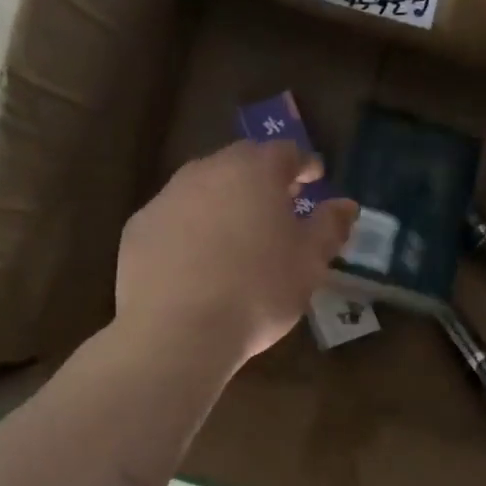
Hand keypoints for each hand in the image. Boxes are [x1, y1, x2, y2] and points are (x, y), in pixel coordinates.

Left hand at [117, 141, 357, 367]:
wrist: (177, 332)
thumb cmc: (257, 292)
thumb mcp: (309, 264)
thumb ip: (330, 227)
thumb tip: (346, 204)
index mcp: (254, 171)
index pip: (286, 152)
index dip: (304, 165)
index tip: (314, 181)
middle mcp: (207, 171)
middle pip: (241, 164)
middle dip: (263, 180)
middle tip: (279, 208)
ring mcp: (166, 198)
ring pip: (204, 189)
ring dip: (225, 203)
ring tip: (238, 237)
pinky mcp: (138, 228)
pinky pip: (175, 218)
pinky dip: (191, 229)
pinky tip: (198, 262)